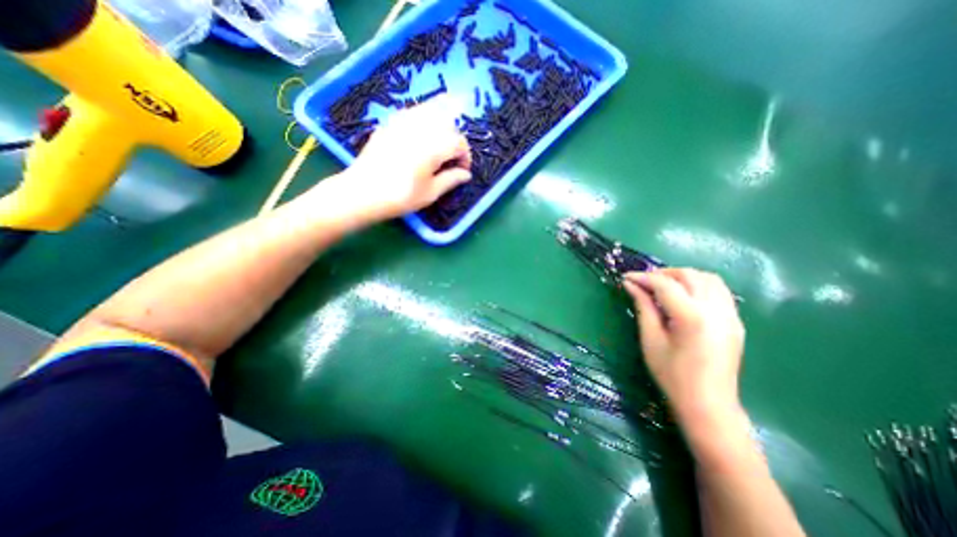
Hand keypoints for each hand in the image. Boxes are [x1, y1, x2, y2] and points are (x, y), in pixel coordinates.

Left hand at [337, 94, 471, 220]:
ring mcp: (403, 121)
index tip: (462, 170)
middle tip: (452, 158)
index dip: (465, 156)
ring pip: (431, 110)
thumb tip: (466, 174)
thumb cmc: (401, 196)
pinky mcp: (390, 122)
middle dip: (455, 139)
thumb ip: (451, 180)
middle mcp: (421, 127)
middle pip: (448, 123)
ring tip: (440, 143)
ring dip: (442, 124)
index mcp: (434, 146)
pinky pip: (414, 112)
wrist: (363, 191)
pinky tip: (421, 135)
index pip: (459, 143)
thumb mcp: (431, 193)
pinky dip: (425, 119)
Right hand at [621, 271, 746, 438]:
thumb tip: (630, 285)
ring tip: (662, 285)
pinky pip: (718, 291)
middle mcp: (716, 310)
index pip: (665, 285)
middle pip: (689, 275)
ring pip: (708, 279)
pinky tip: (683, 296)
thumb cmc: (672, 375)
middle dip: (663, 273)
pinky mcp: (735, 321)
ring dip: (683, 276)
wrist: (708, 405)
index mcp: (692, 317)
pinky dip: (698, 285)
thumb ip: (643, 307)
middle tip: (643, 282)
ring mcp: (730, 315)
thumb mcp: (651, 340)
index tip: (625, 277)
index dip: (643, 278)